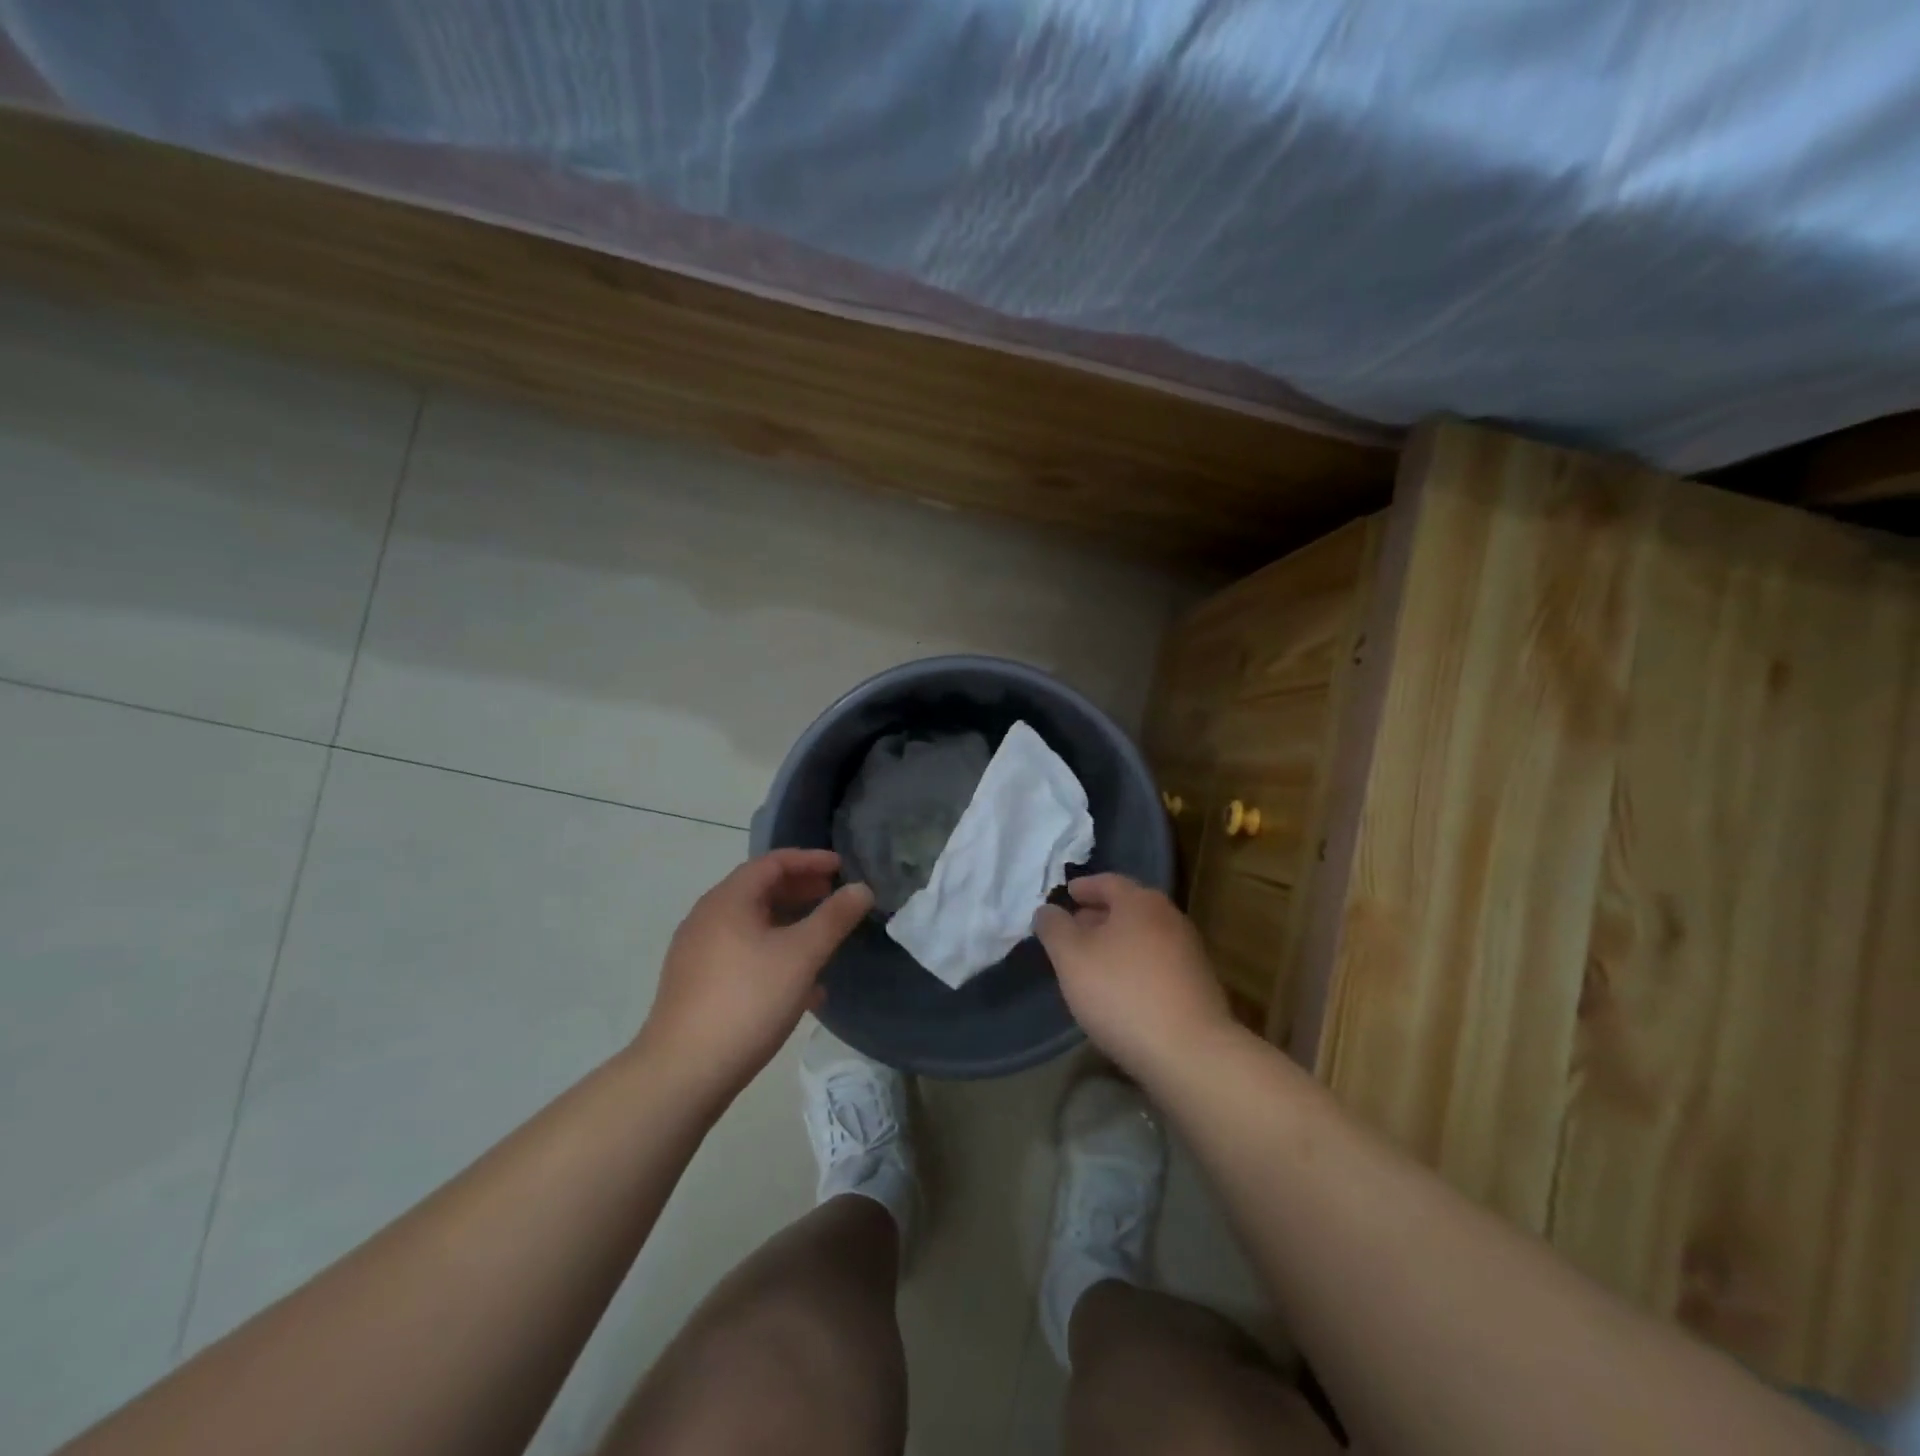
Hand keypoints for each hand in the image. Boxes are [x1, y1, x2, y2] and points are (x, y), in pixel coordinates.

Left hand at [636, 850, 873, 1100]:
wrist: (682, 1073)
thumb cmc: (747, 1001)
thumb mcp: (801, 956)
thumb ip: (834, 918)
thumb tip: (861, 889)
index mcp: (728, 901)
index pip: (772, 862)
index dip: (810, 860)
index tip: (842, 866)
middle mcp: (707, 918)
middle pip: (759, 891)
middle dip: (801, 891)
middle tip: (835, 898)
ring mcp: (697, 953)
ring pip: (752, 925)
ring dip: (789, 925)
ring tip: (822, 940)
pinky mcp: (696, 985)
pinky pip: (742, 954)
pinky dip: (773, 954)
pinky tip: (800, 987)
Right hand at [1034, 873, 1235, 1081]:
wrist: (1191, 1052)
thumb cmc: (1122, 994)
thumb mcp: (1071, 958)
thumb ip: (1054, 928)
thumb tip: (1047, 910)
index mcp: (1140, 902)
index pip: (1108, 881)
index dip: (1084, 887)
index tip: (1067, 894)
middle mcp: (1170, 918)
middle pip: (1129, 907)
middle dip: (1099, 915)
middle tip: (1074, 928)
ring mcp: (1189, 951)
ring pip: (1144, 935)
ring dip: (1117, 942)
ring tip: (1093, 962)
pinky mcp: (1198, 984)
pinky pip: (1158, 962)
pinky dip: (1135, 964)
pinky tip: (1121, 989)